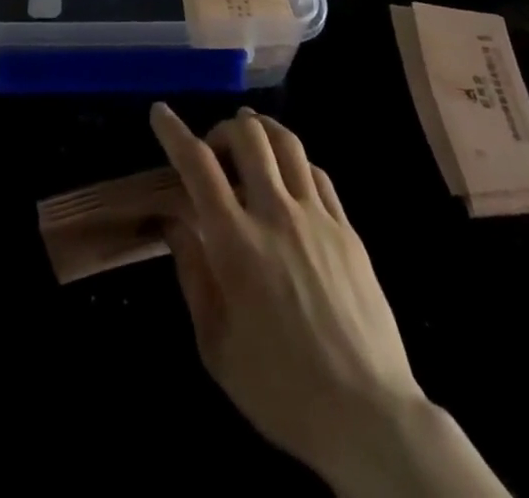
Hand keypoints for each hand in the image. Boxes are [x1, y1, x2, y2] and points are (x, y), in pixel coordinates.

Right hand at [151, 104, 506, 497]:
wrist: (367, 416)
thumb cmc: (280, 388)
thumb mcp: (216, 344)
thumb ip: (192, 273)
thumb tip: (174, 222)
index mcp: (236, 242)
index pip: (198, 164)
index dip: (174, 131)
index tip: (160, 113)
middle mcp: (276, 215)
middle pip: (248, 136)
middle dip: (223, 129)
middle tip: (214, 152)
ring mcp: (317, 218)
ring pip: (287, 142)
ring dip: (261, 131)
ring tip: (250, 143)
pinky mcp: (347, 230)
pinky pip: (317, 173)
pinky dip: (294, 162)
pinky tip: (288, 179)